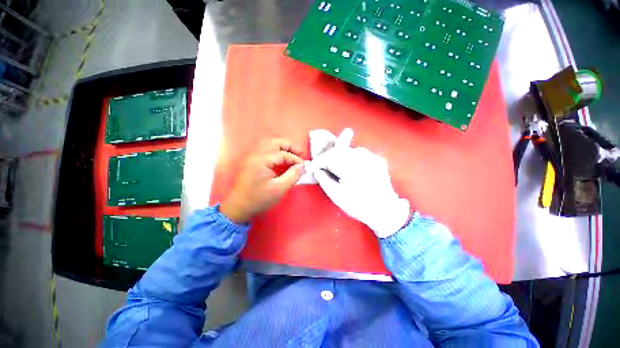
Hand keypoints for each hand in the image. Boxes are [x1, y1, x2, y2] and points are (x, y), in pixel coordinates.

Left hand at [221, 139, 304, 223]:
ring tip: (293, 154)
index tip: (304, 166)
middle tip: (300, 153)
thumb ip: (292, 176)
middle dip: (290, 146)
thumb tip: (301, 166)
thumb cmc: (259, 198)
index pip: (283, 154)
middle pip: (275, 142)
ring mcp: (253, 157)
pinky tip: (282, 158)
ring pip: (270, 144)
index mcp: (261, 160)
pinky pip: (266, 150)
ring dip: (283, 147)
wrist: (239, 206)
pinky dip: (276, 151)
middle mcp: (256, 154)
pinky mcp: (252, 161)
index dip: (295, 159)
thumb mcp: (279, 189)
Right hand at [315, 139, 410, 237]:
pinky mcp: (378, 159)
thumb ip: (324, 180)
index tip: (312, 168)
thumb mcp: (337, 196)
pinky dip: (351, 157)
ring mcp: (372, 157)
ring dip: (339, 156)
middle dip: (327, 157)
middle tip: (321, 166)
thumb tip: (317, 171)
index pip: (329, 157)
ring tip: (335, 166)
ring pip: (349, 150)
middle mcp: (363, 158)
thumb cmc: (359, 205)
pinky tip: (349, 166)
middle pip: (338, 150)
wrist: (385, 211)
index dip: (318, 162)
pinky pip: (360, 154)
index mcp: (351, 167)